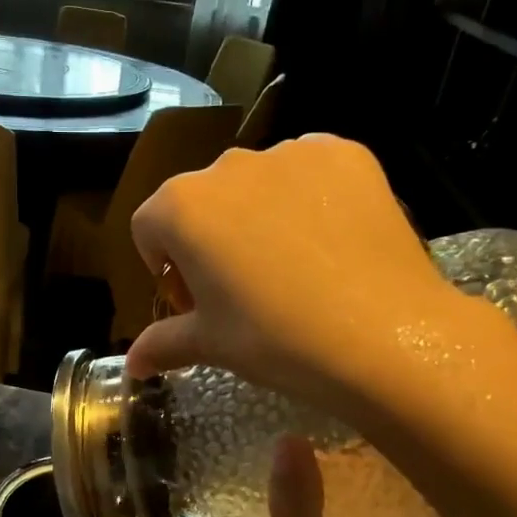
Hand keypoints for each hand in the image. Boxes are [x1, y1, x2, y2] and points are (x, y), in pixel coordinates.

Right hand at [125, 136, 464, 420]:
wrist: (384, 335)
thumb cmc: (277, 340)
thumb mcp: (212, 344)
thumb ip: (163, 343)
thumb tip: (132, 363)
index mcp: (181, 206)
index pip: (149, 228)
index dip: (166, 269)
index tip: (195, 303)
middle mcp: (227, 165)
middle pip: (202, 201)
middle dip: (210, 240)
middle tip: (244, 290)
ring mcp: (290, 153)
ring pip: (256, 184)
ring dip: (258, 216)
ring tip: (294, 268)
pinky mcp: (344, 152)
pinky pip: (309, 172)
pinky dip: (309, 198)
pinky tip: (330, 242)